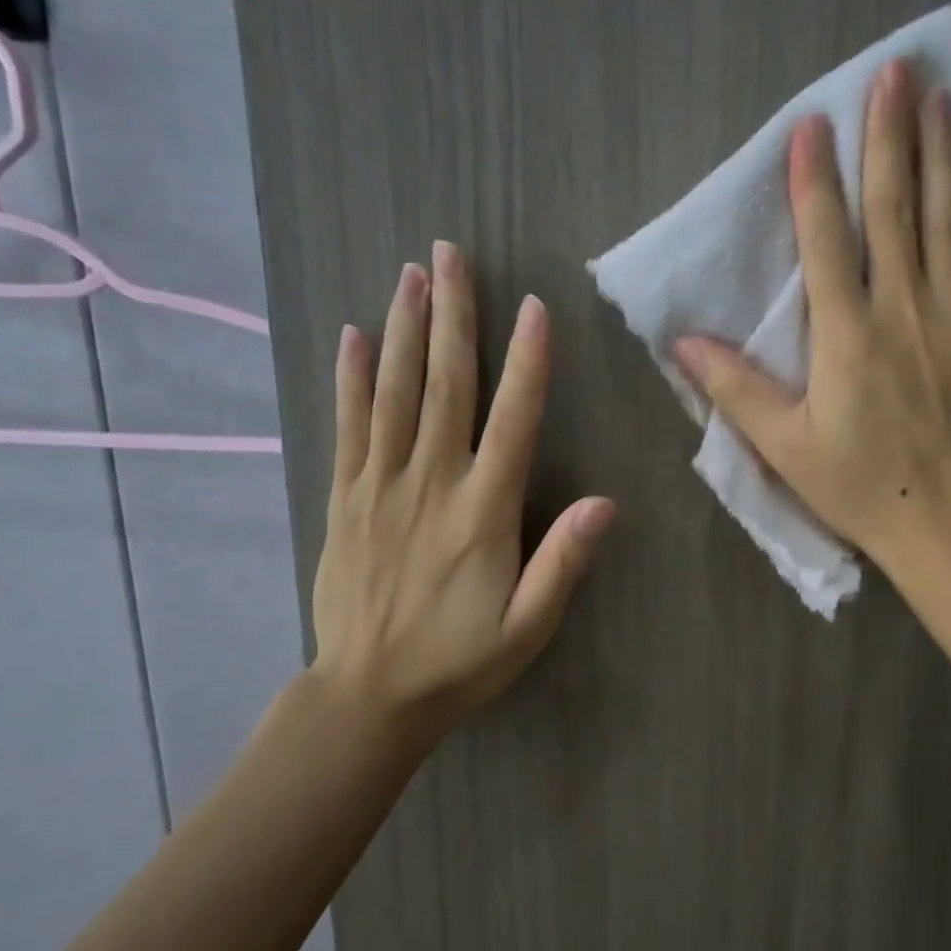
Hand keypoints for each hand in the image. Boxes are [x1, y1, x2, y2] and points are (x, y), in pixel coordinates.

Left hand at [310, 241, 613, 754]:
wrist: (368, 695)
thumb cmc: (460, 660)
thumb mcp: (528, 627)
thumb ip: (563, 563)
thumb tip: (605, 502)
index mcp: (483, 512)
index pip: (513, 421)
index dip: (527, 361)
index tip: (531, 305)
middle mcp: (431, 484)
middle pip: (446, 386)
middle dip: (453, 316)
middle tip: (451, 254)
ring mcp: (381, 486)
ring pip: (395, 393)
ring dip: (405, 329)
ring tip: (411, 273)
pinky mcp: (345, 498)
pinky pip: (348, 426)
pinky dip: (352, 378)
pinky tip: (355, 336)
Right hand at [673, 59, 950, 577]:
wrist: (946, 522)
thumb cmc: (857, 486)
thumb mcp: (785, 446)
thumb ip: (735, 389)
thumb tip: (682, 341)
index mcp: (846, 335)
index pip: (826, 240)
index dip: (815, 180)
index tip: (812, 123)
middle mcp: (903, 311)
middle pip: (895, 211)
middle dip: (890, 137)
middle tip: (896, 71)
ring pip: (947, 224)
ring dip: (942, 158)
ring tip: (943, 99)